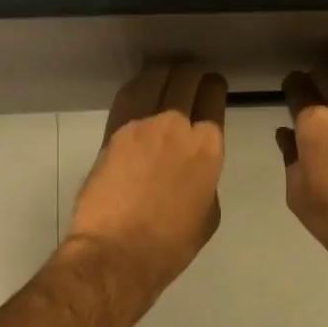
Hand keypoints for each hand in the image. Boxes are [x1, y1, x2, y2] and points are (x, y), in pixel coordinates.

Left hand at [66, 63, 228, 300]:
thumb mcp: (208, 213)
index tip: (211, 89)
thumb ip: (206, 179)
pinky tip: (141, 87)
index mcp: (208, 147)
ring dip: (164, 73)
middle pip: (186, 80)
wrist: (117, 253)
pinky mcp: (113, 131)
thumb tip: (193, 167)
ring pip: (156, 79)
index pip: (214, 98)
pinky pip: (128, 95)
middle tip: (189, 79)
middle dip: (191, 75)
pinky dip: (138, 86)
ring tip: (165, 75)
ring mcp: (142, 124)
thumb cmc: (170, 244)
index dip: (214, 89)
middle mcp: (178, 125)